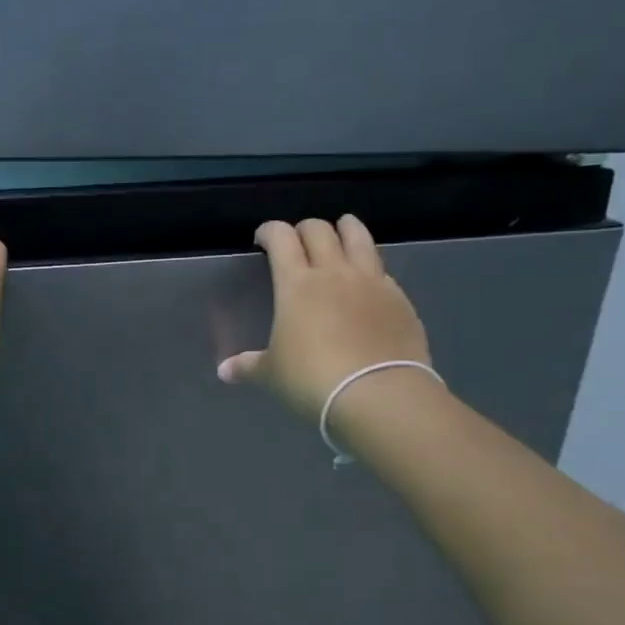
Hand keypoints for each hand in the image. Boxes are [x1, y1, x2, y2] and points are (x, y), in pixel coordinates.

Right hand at [217, 216, 431, 426]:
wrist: (379, 395)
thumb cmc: (313, 379)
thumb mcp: (272, 374)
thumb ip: (248, 366)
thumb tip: (224, 371)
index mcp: (297, 284)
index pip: (281, 238)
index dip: (269, 231)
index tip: (262, 239)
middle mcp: (335, 273)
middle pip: (319, 230)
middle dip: (304, 229)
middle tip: (297, 242)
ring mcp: (372, 282)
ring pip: (359, 237)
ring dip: (346, 229)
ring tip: (341, 232)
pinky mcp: (400, 299)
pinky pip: (383, 270)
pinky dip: (370, 266)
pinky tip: (367, 280)